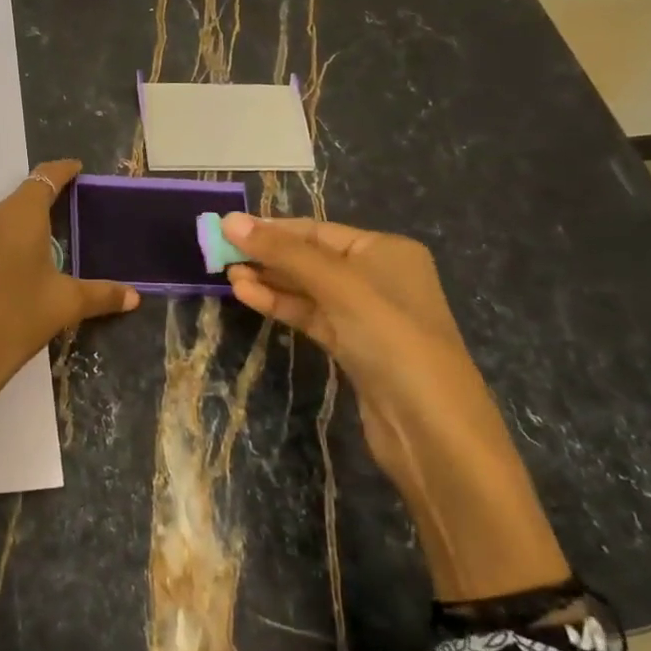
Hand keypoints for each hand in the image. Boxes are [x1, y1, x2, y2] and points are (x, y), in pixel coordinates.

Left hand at [0, 160, 138, 485]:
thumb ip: (100, 295)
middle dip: (15, 236)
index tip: (71, 169)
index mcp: (18, 218)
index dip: (60, 173)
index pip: (44, 180)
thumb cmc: (11, 329)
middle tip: (22, 273)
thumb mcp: (61, 309)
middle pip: (3, 216)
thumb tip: (135, 295)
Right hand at [221, 213, 569, 600]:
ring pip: (307, 289)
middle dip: (267, 254)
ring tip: (226, 275)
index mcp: (385, 250)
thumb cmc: (391, 339)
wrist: (432, 429)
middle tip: (218, 254)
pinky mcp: (353, 348)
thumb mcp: (338, 286)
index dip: (271, 228)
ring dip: (269, 280)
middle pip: (311, 257)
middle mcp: (378, 276)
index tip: (226, 229)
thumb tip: (229, 221)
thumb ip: (283, 252)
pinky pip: (311, 317)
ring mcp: (366, 315)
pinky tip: (248, 296)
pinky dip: (281, 305)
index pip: (317, 230)